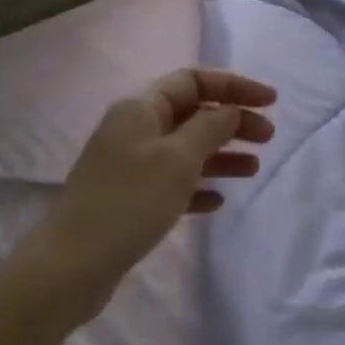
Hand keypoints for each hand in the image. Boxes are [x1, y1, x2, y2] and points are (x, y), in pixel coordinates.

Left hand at [35, 68, 276, 321]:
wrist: (72, 264)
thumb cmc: (129, 202)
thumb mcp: (177, 159)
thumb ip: (209, 128)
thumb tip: (229, 110)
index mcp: (141, 108)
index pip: (193, 81)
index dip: (234, 86)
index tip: (271, 101)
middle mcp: (134, 129)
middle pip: (192, 113)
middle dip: (232, 121)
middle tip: (268, 137)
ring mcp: (130, 165)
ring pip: (185, 149)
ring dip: (221, 154)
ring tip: (253, 169)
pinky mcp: (130, 199)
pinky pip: (172, 183)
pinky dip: (198, 186)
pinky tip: (217, 202)